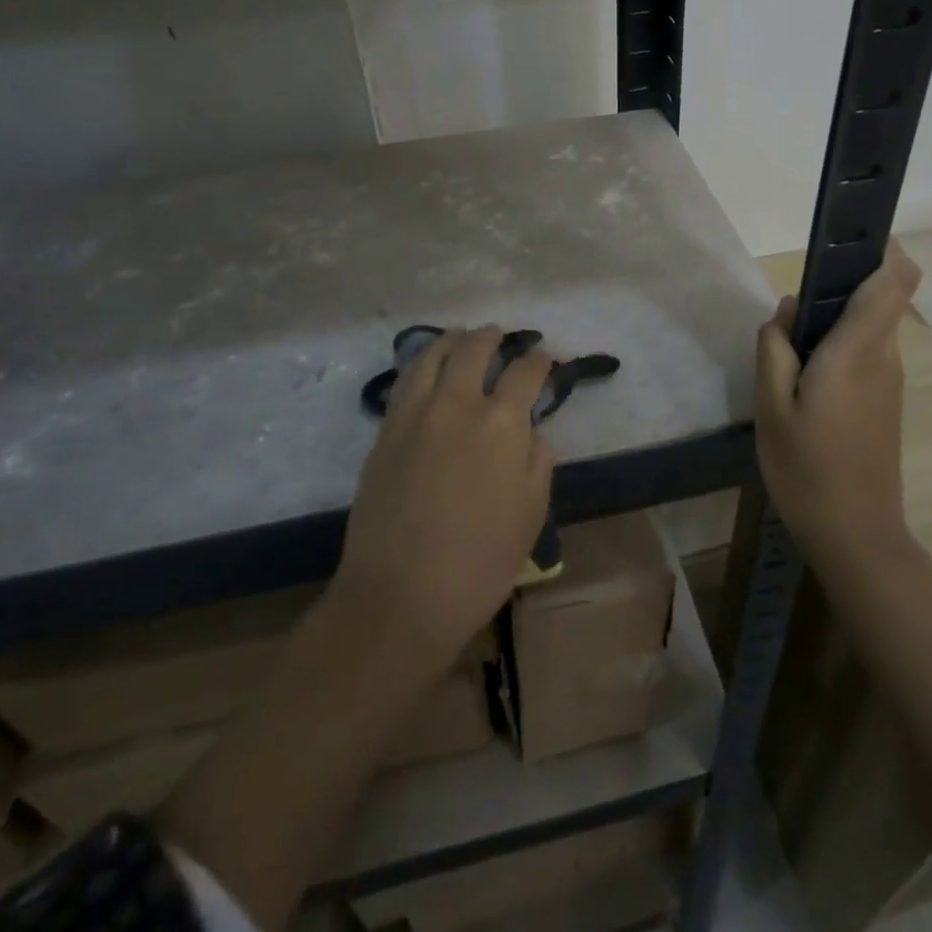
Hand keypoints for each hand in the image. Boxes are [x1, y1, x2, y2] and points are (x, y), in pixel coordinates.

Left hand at [334, 327, 554, 668]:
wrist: (400, 596)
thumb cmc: (479, 563)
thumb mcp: (531, 514)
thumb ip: (537, 461)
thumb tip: (531, 431)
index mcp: (502, 424)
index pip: (526, 374)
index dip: (540, 361)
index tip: (546, 359)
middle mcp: (457, 405)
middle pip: (474, 351)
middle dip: (492, 338)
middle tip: (500, 335)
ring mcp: (415, 415)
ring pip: (432, 356)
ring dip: (452, 339)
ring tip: (461, 336)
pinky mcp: (385, 432)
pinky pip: (405, 381)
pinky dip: (420, 362)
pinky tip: (426, 366)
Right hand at [756, 242, 920, 572]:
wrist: (856, 533)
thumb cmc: (807, 468)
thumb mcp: (771, 407)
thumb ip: (775, 348)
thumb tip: (788, 310)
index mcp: (858, 350)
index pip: (895, 279)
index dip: (883, 247)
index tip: (849, 238)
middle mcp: (884, 356)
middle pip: (878, 297)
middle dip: (837, 290)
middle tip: (789, 319)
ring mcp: (890, 380)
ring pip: (868, 327)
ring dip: (833, 324)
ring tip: (788, 355)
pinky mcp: (887, 401)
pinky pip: (866, 354)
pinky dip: (838, 350)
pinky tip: (804, 384)